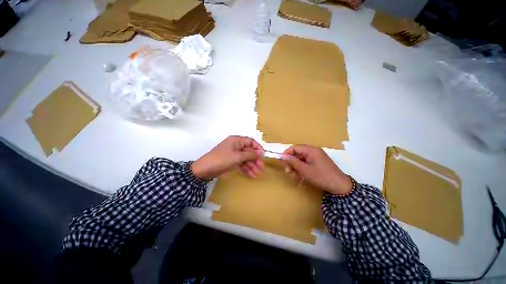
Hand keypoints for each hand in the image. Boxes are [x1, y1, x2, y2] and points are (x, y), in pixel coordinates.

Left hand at [191, 136, 264, 179]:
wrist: (205, 170)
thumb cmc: (222, 159)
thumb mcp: (238, 156)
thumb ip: (250, 154)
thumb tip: (261, 152)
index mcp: (237, 140)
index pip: (250, 141)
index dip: (258, 148)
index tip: (263, 155)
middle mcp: (236, 146)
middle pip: (249, 151)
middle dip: (255, 160)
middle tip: (261, 168)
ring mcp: (233, 154)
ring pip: (245, 159)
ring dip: (252, 166)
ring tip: (257, 174)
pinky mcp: (231, 162)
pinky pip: (241, 164)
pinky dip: (246, 169)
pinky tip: (251, 175)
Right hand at [282, 145, 351, 194]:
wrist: (340, 187)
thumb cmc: (321, 176)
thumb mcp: (304, 170)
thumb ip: (293, 162)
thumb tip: (282, 156)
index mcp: (311, 150)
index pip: (295, 148)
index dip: (287, 154)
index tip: (282, 162)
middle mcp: (313, 152)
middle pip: (297, 154)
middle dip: (291, 163)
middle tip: (288, 172)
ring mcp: (315, 158)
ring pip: (300, 160)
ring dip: (295, 168)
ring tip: (294, 177)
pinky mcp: (317, 164)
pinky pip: (306, 164)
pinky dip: (301, 170)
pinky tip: (300, 177)